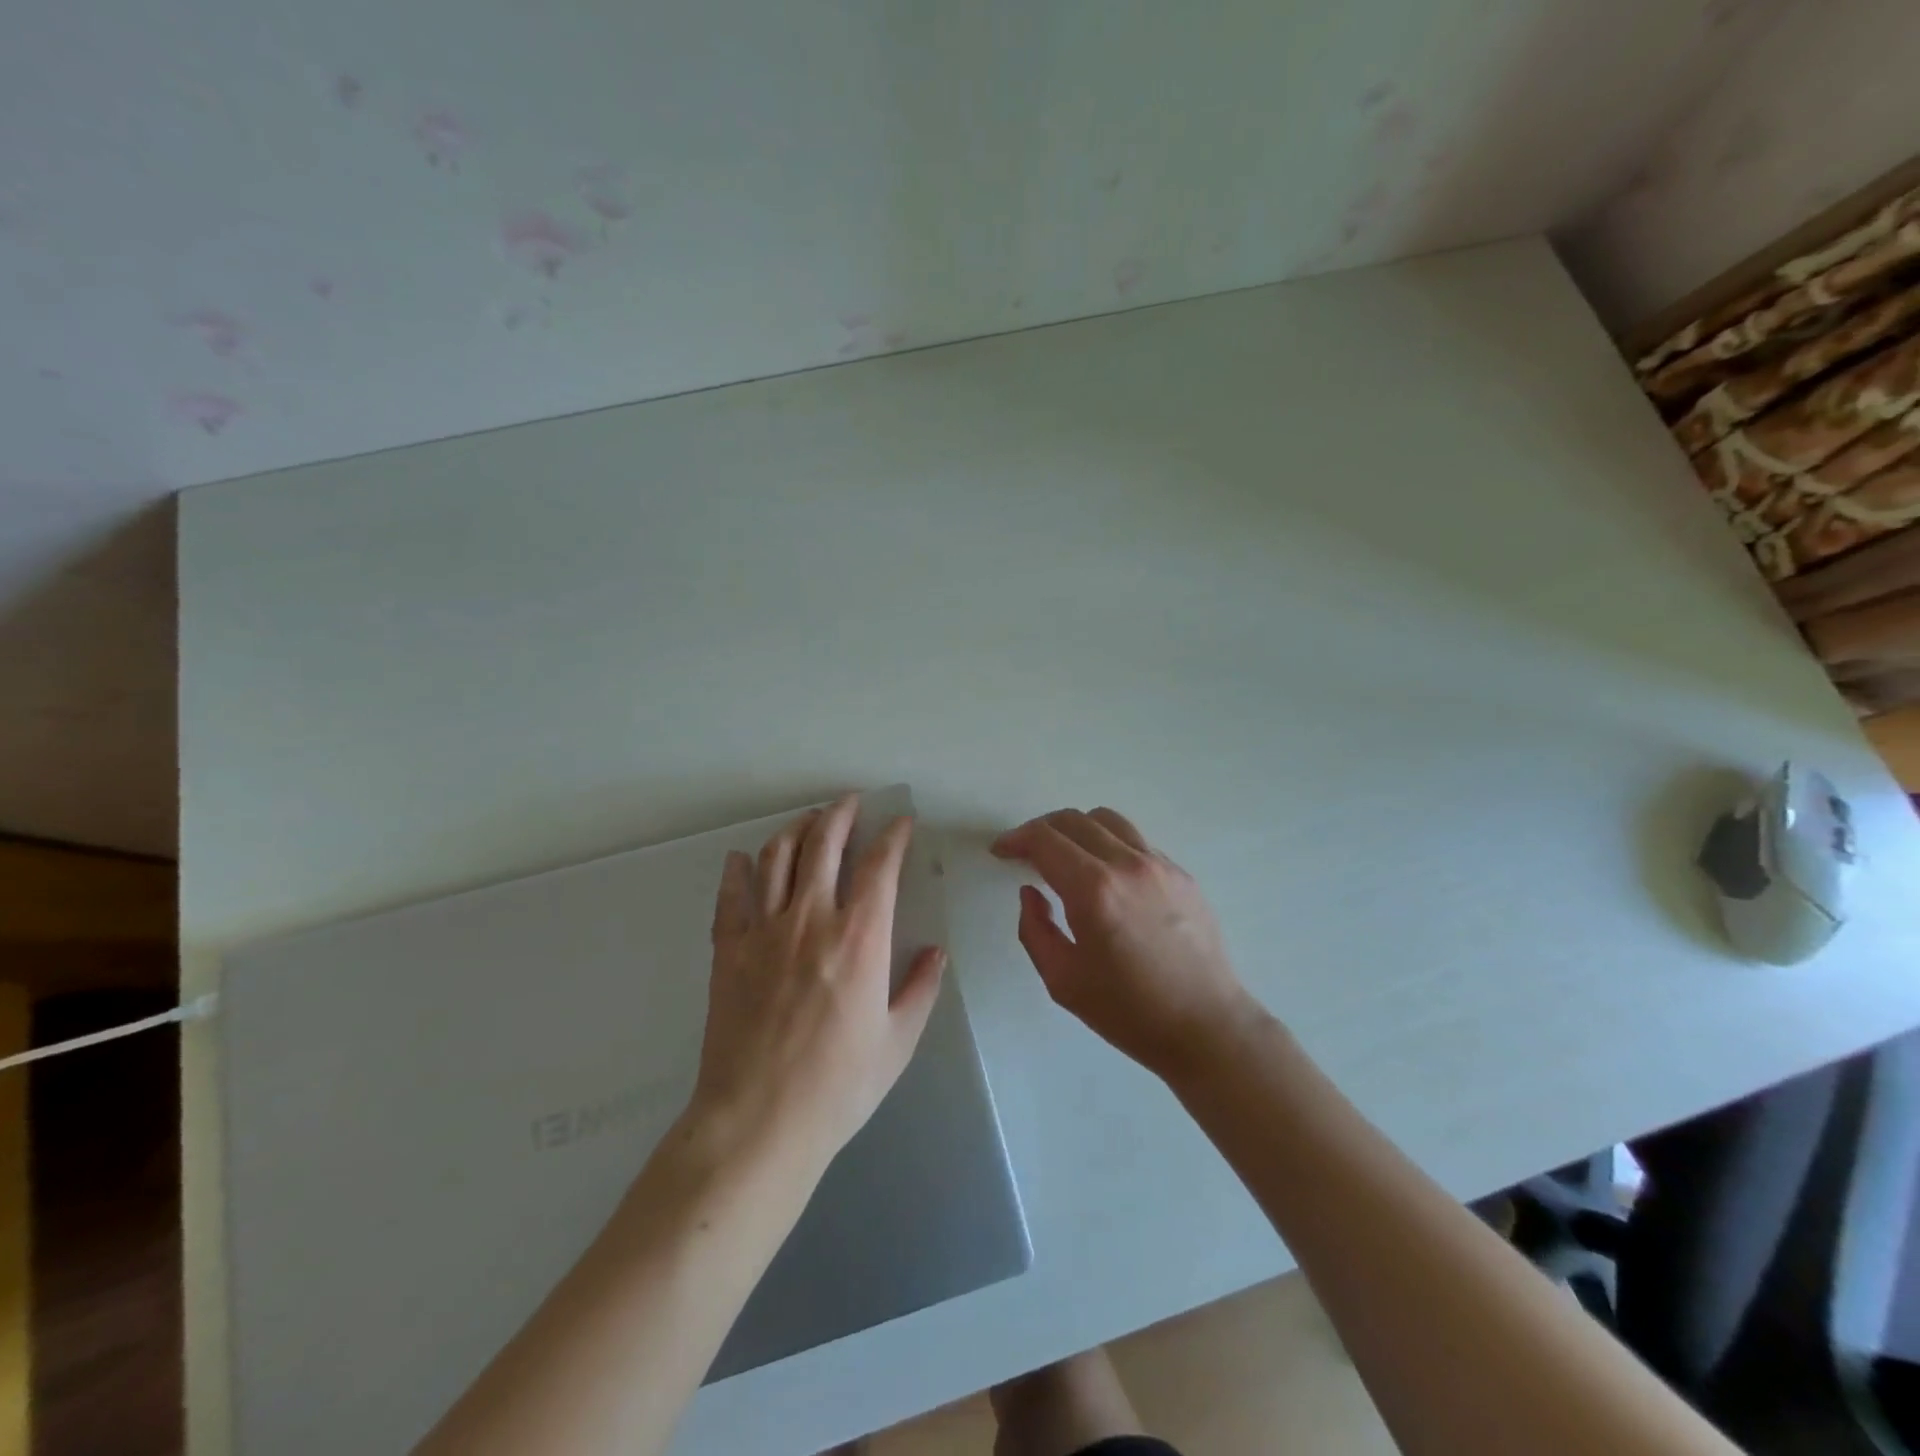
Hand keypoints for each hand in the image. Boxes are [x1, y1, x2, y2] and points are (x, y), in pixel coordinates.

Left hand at [692, 794, 945, 1168]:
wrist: (759, 1121)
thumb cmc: (838, 1085)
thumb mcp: (898, 1041)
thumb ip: (920, 988)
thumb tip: (935, 952)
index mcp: (860, 938)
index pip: (879, 866)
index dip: (893, 836)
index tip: (901, 823)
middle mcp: (811, 919)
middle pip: (823, 844)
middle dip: (840, 814)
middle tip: (850, 801)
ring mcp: (763, 931)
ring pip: (777, 858)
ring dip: (795, 830)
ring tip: (807, 820)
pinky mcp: (727, 951)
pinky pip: (730, 897)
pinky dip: (736, 871)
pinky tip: (740, 859)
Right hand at [993, 807, 1257, 1079]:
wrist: (1207, 1027)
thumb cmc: (1129, 1012)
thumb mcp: (1062, 980)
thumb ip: (1034, 929)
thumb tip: (1032, 892)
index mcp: (1094, 890)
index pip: (1045, 840)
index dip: (1016, 839)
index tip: (1001, 851)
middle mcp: (1127, 864)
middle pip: (1073, 820)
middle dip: (1041, 830)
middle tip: (1026, 853)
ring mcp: (1160, 865)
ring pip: (1108, 820)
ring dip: (1077, 829)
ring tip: (1066, 855)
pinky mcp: (1182, 874)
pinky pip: (1136, 842)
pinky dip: (1110, 844)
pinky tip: (1106, 876)